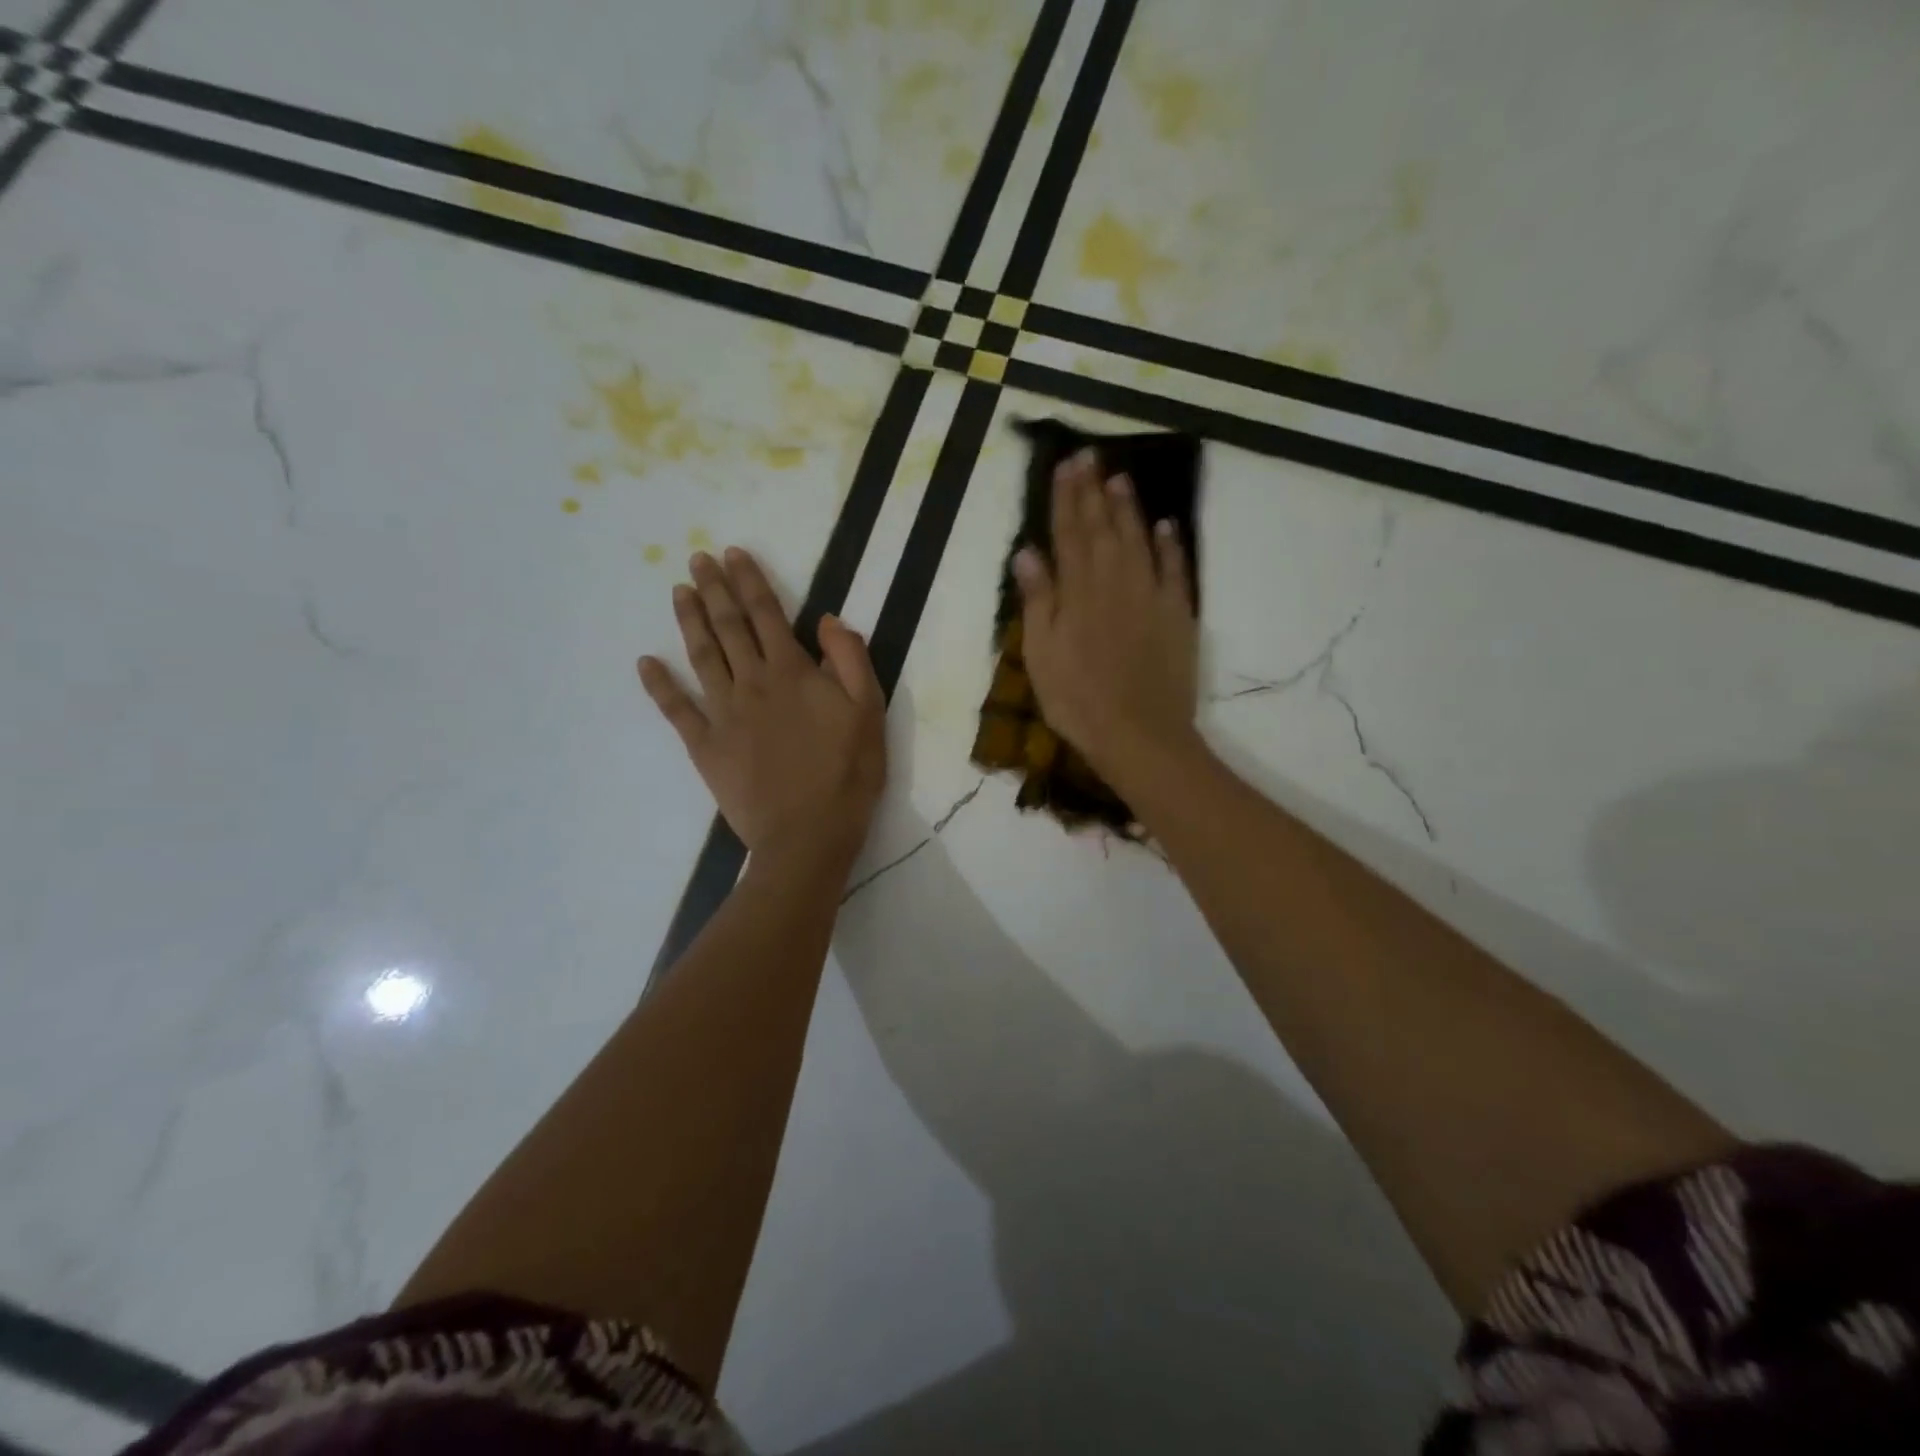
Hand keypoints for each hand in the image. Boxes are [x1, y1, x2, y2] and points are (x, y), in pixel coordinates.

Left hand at [639, 548, 885, 866]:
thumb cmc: (848, 774)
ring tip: (678, 592)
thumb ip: (850, 661)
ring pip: (702, 657)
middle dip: (713, 589)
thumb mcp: (869, 713)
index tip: (733, 554)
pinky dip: (660, 685)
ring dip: (689, 621)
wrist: (808, 834)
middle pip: (729, 627)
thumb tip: (827, 620)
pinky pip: (677, 709)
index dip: (750, 581)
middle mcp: (753, 683)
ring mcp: (724, 714)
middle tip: (697, 559)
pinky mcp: (705, 746)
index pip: (767, 614)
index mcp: (793, 672)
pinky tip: (645, 662)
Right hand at [1014, 449, 1200, 790]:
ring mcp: (1151, 596)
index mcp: (1078, 593)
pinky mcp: (1178, 615)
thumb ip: (1037, 602)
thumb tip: (1027, 553)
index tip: (1065, 465)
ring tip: (1120, 479)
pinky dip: (1170, 545)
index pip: (1069, 534)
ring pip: (1139, 540)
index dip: (1066, 498)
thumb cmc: (1078, 702)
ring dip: (1129, 508)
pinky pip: (1175, 570)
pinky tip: (1165, 525)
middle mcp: (1115, 583)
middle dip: (1094, 491)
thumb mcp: (1041, 656)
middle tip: (1090, 456)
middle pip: (1103, 529)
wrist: (1140, 735)